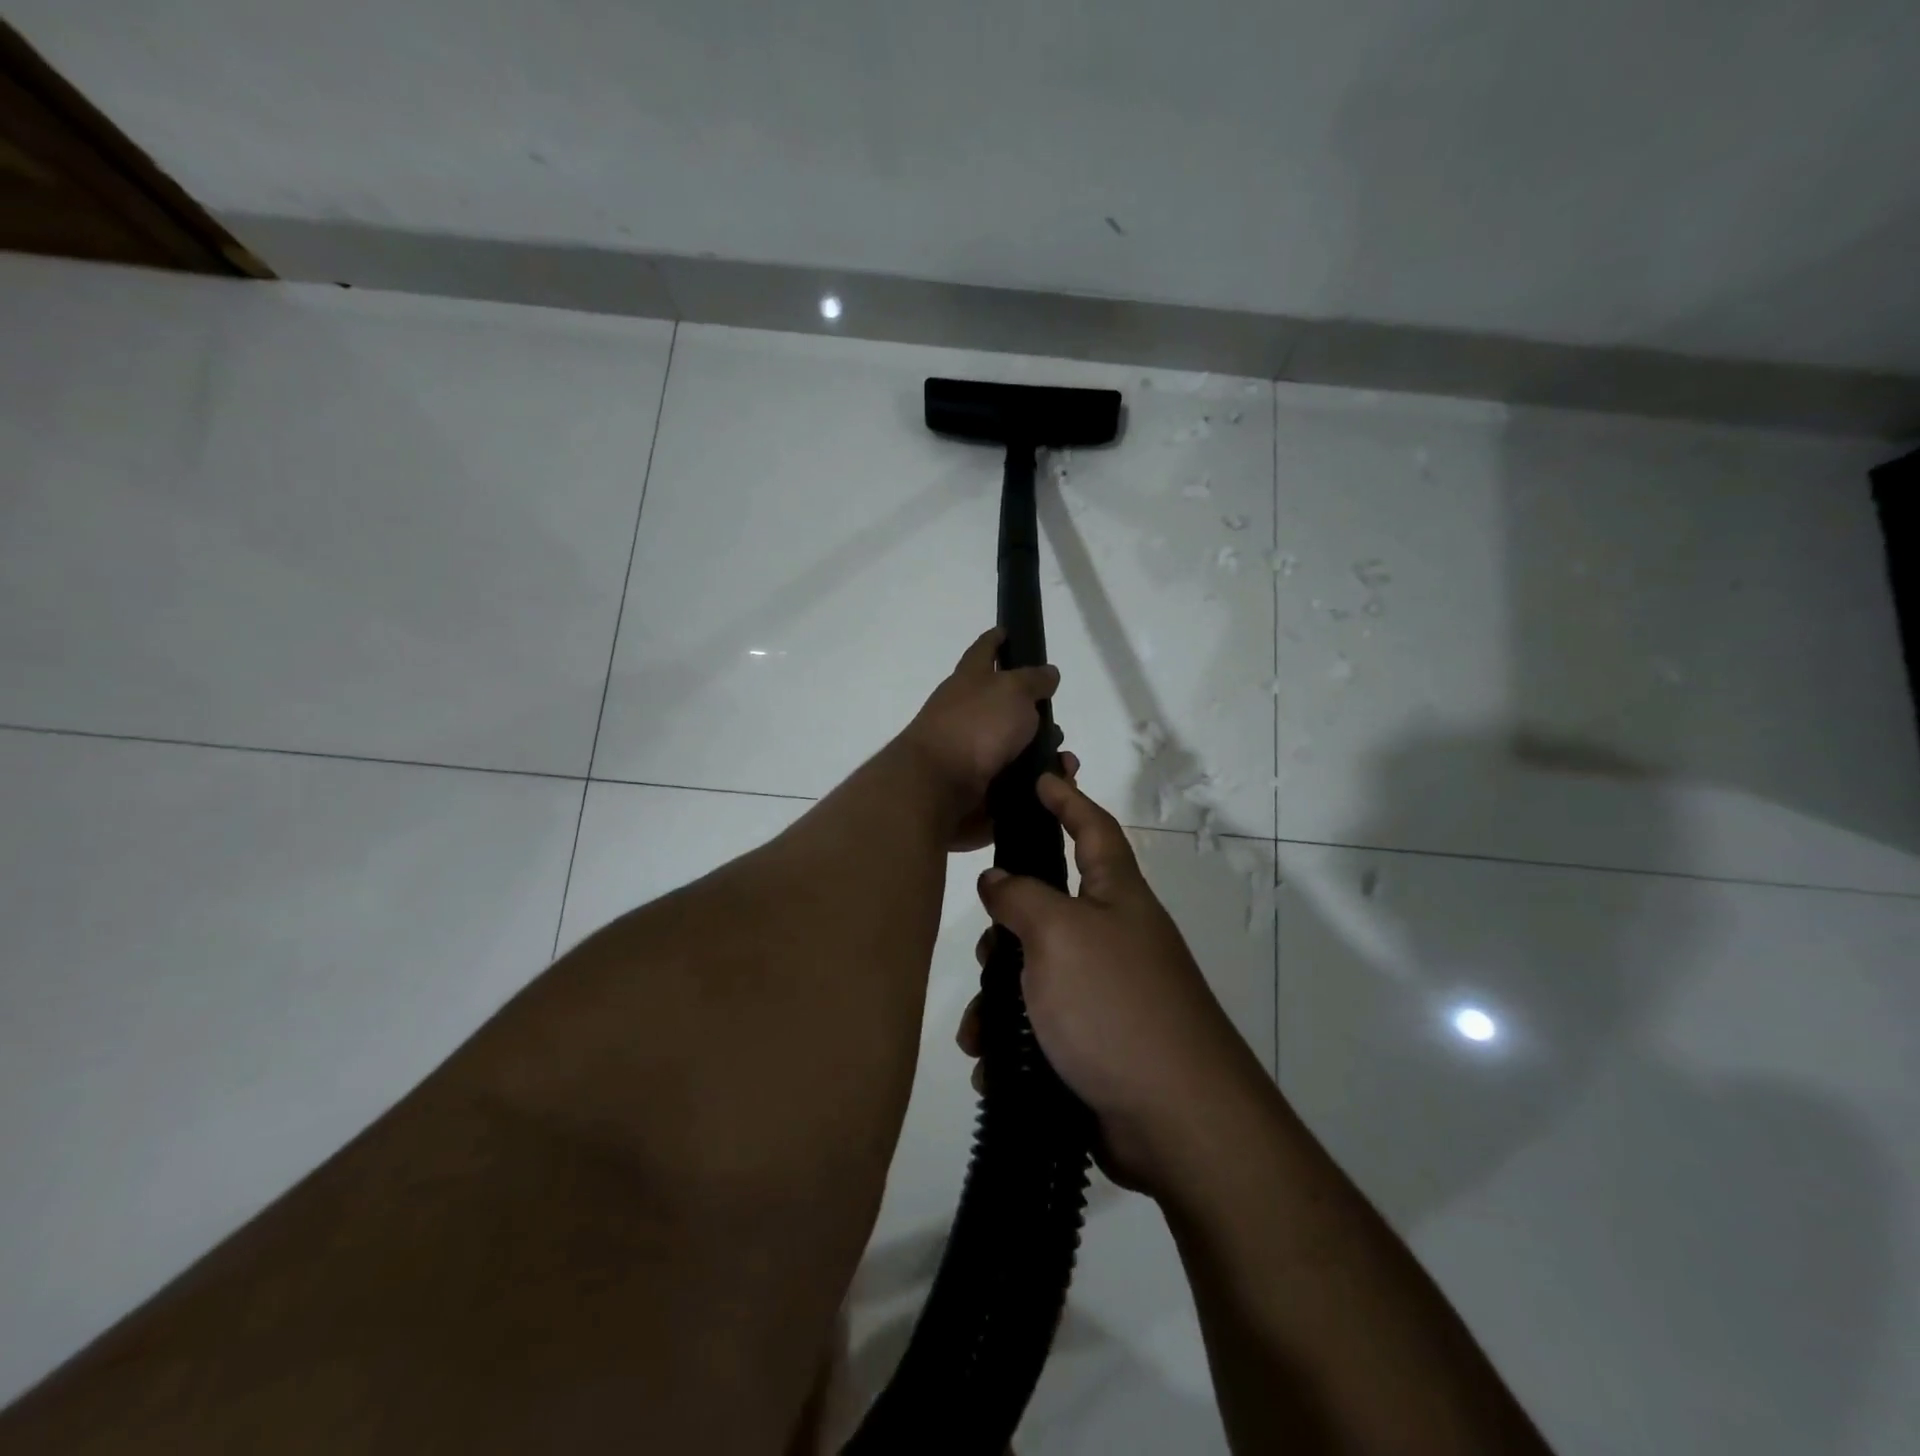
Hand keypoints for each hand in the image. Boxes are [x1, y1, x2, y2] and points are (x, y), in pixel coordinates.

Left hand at [897, 628, 1063, 849]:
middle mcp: (967, 713)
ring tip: (1065, 764)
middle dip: (1035, 713)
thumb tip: (1047, 673)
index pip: (983, 650)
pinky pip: (1016, 782)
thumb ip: (1033, 680)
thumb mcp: (1012, 691)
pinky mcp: (979, 786)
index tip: (1006, 631)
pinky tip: (1054, 787)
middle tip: (1057, 721)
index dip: (995, 640)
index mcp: (970, 680)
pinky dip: (1037, 784)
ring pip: (1016, 747)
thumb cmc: (976, 726)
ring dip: (1043, 754)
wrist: (939, 786)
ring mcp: (971, 751)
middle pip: (1005, 705)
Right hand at [956, 773, 1264, 1196]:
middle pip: (1052, 909)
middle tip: (987, 953)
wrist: (1176, 1120)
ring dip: (1001, 1000)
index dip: (1068, 799)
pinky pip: (1043, 1028)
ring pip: (1038, 975)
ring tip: (979, 1033)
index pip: (1094, 829)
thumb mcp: (1059, 935)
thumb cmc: (1114, 1004)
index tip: (1041, 778)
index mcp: (1118, 897)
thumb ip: (1022, 897)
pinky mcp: (1098, 1044)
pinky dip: (1015, 1043)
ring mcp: (1109, 994)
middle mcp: (1116, 938)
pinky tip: (994, 1067)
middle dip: (1009, 930)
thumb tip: (998, 880)